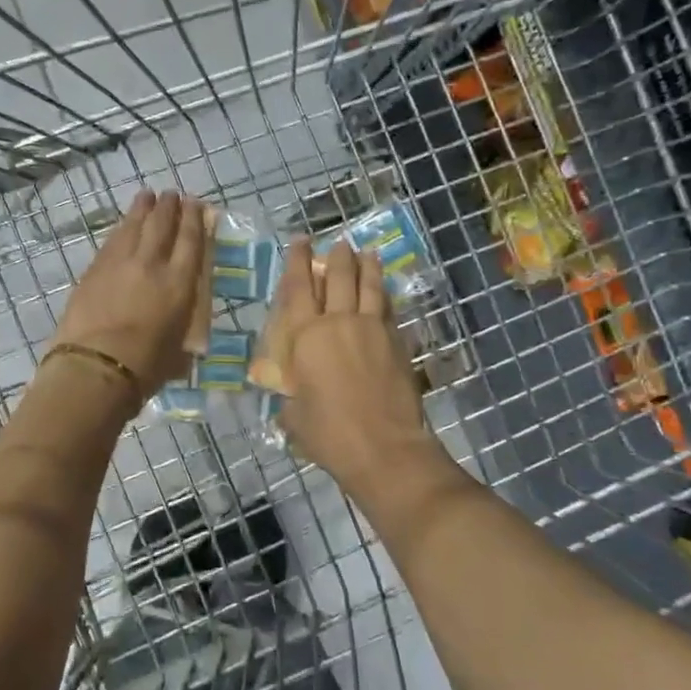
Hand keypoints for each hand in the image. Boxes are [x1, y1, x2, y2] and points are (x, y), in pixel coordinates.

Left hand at [51, 190, 208, 395]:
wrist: (95, 367)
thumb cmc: (145, 368)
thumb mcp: (179, 351)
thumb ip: (181, 331)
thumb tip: (180, 333)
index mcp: (180, 283)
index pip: (191, 241)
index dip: (195, 219)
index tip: (196, 204)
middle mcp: (152, 264)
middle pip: (162, 224)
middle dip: (169, 206)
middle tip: (172, 195)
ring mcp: (119, 263)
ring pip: (134, 226)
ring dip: (142, 209)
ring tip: (147, 196)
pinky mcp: (93, 270)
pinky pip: (112, 241)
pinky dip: (121, 229)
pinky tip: (123, 225)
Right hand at [274, 236, 439, 491]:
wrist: (384, 448)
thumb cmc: (330, 434)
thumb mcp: (294, 417)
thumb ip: (292, 397)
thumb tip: (296, 395)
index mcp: (306, 337)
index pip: (298, 288)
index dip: (297, 261)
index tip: (300, 241)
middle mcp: (339, 323)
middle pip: (338, 277)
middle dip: (336, 257)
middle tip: (337, 243)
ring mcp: (373, 330)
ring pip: (369, 286)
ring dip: (366, 266)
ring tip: (365, 253)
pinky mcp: (398, 342)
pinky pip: (389, 309)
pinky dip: (385, 296)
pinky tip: (385, 292)